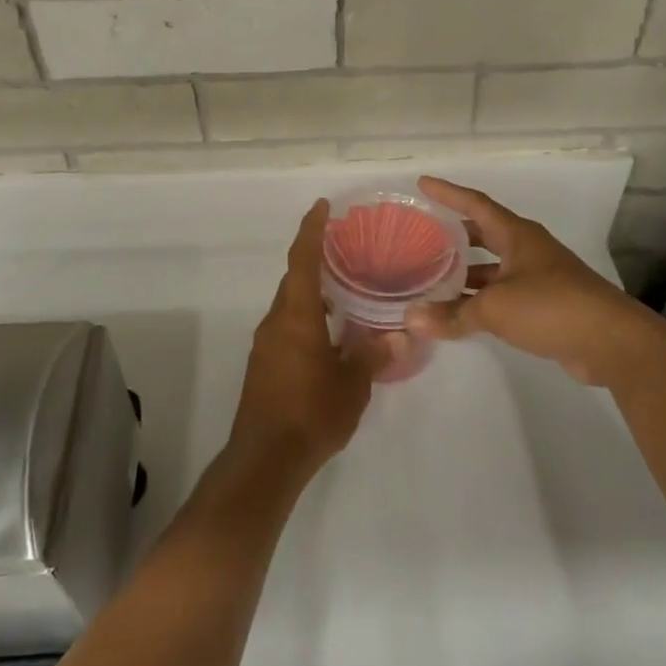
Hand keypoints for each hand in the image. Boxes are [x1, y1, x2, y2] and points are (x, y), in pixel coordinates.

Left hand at [228, 201, 381, 478]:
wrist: (264, 459)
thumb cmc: (311, 413)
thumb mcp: (352, 385)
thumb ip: (374, 356)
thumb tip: (401, 335)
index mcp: (297, 316)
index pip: (302, 260)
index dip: (311, 230)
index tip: (322, 206)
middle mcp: (276, 322)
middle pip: (294, 280)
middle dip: (315, 260)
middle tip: (344, 249)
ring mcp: (266, 344)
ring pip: (290, 304)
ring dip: (312, 292)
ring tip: (344, 290)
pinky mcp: (264, 365)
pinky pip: (286, 326)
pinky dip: (307, 317)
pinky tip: (330, 333)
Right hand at [405, 177, 665, 386]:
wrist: (612, 342)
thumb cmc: (551, 306)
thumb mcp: (495, 308)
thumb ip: (453, 313)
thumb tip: (410, 319)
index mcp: (517, 235)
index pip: (475, 204)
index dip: (448, 193)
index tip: (422, 183)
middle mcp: (527, 250)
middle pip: (484, 233)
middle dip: (454, 234)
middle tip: (423, 234)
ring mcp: (538, 277)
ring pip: (492, 267)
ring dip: (466, 272)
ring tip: (432, 277)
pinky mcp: (545, 305)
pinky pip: (503, 293)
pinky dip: (480, 299)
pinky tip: (459, 311)